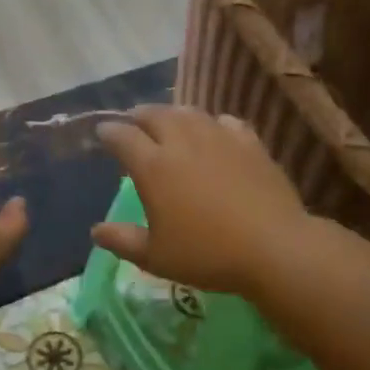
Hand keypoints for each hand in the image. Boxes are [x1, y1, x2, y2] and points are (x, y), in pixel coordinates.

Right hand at [93, 105, 307, 296]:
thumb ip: (123, 241)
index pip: (123, 137)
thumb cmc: (207, 254)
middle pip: (155, 115)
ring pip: (190, 113)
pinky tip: (215, 131)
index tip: (103, 131)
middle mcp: (182, 142)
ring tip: (169, 120)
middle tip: (134, 122)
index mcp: (153, 167)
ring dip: (173, 113)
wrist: (273, 247)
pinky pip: (226, 122)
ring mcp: (219, 138)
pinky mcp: (250, 143)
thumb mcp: (156, 257)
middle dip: (139, 115)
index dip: (109, 131)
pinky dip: (212, 123)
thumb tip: (96, 231)